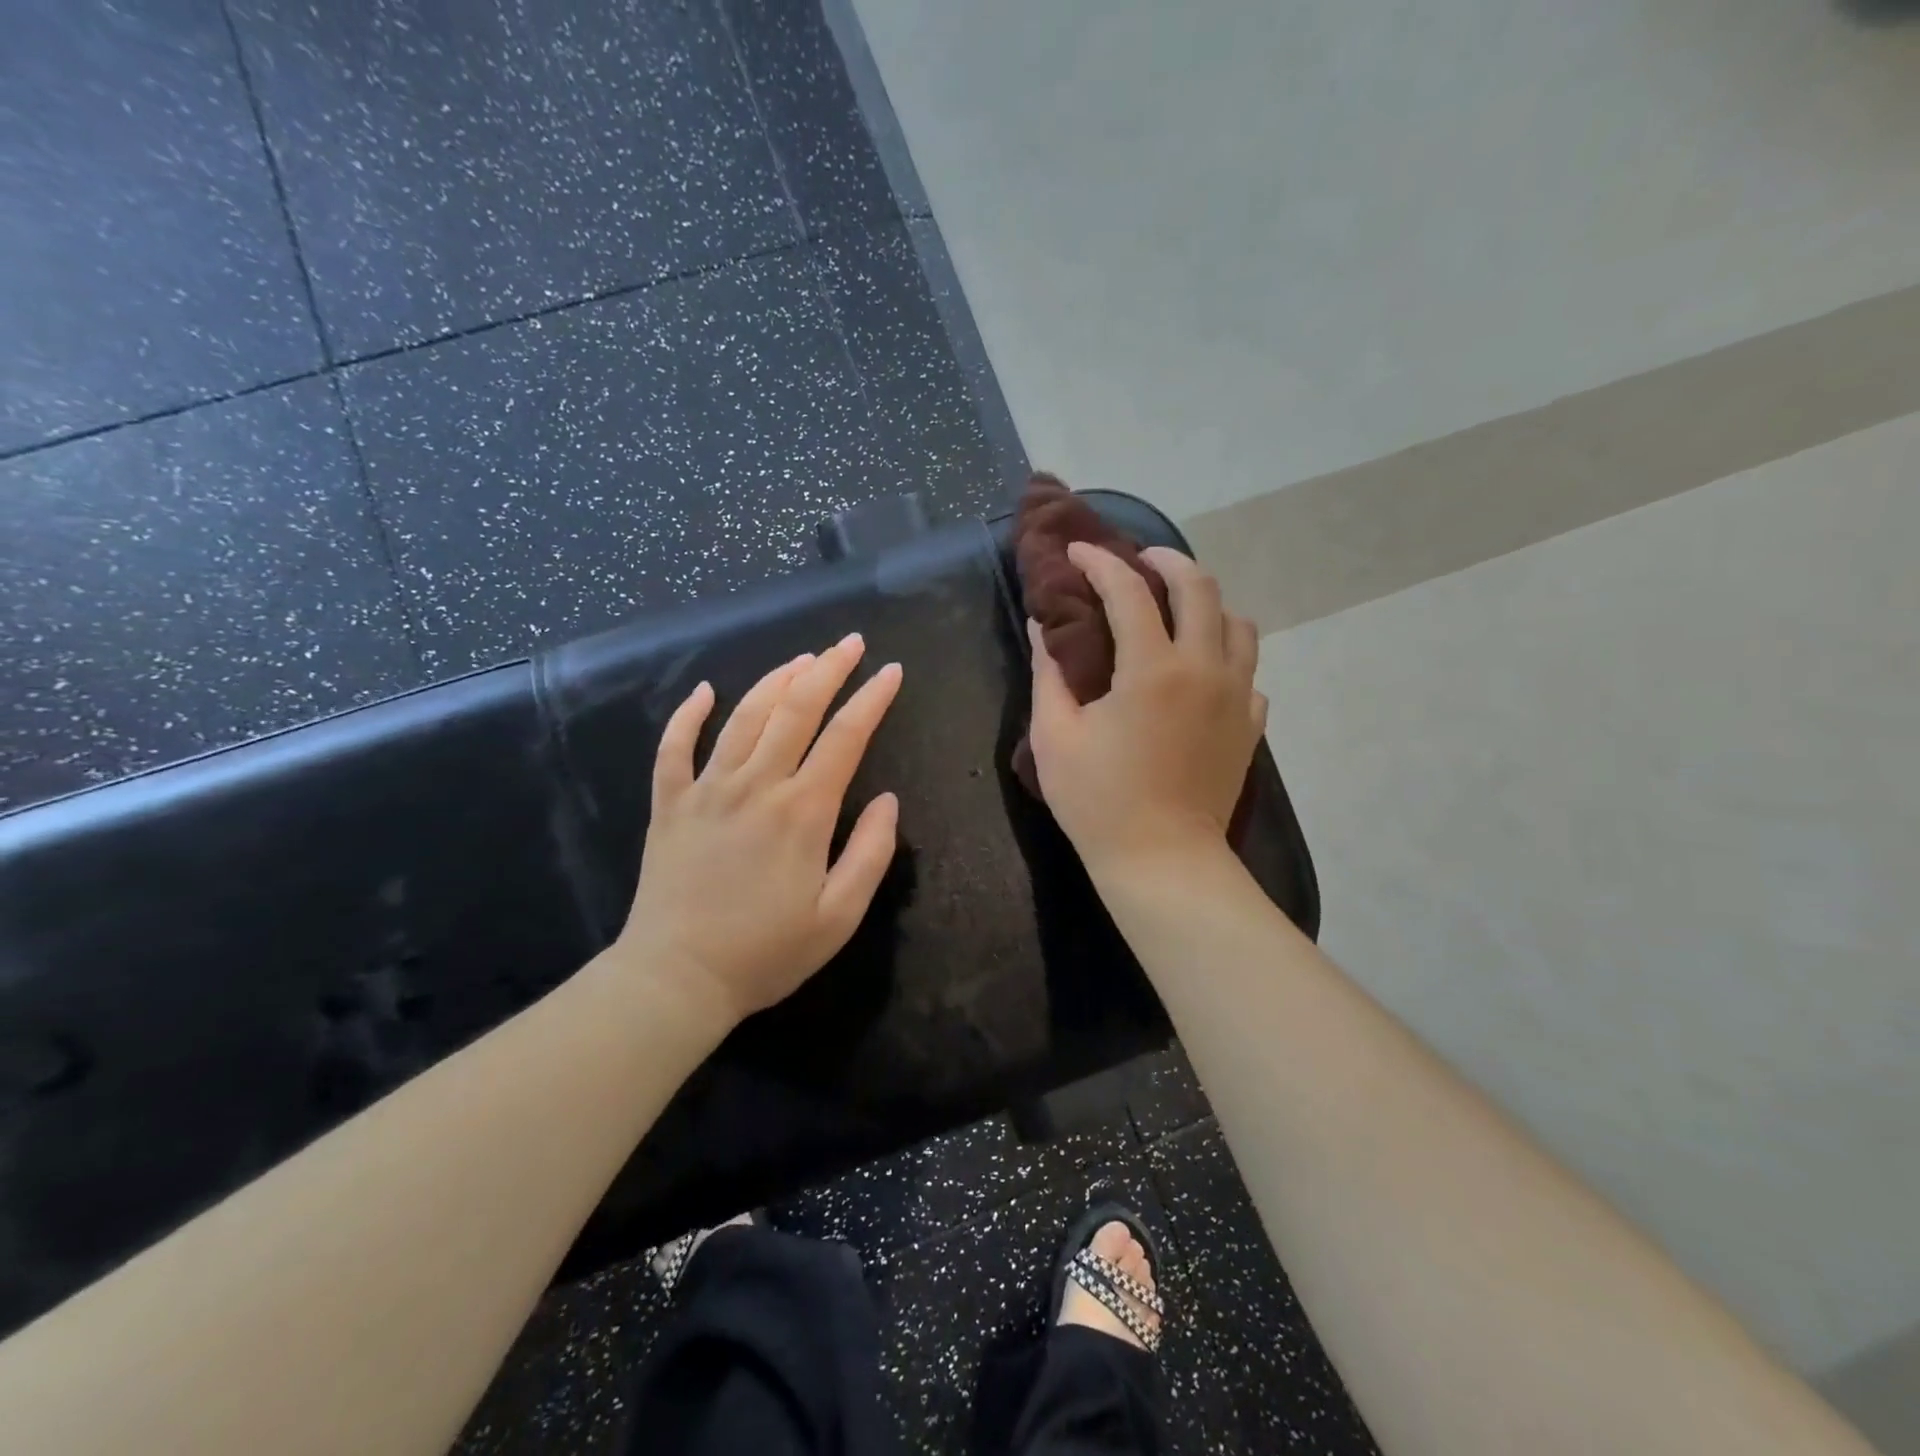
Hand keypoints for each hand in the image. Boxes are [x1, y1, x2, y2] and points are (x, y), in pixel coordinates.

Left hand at [615, 634, 902, 1025]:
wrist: (676, 979)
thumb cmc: (766, 952)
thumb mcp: (839, 917)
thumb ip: (871, 853)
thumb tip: (888, 800)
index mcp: (803, 811)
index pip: (845, 737)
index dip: (872, 699)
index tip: (891, 671)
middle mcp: (756, 786)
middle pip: (795, 710)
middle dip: (828, 669)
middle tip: (849, 643)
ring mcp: (707, 790)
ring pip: (744, 717)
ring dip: (775, 680)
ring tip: (801, 659)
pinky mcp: (670, 805)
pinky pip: (674, 748)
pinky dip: (688, 715)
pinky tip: (704, 691)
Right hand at [1027, 543, 1265, 875]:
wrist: (1163, 861)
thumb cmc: (1099, 801)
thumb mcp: (1055, 736)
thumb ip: (1049, 673)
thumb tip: (1042, 626)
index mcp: (1151, 669)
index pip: (1128, 591)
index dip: (1100, 563)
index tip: (1078, 551)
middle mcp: (1204, 669)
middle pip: (1201, 588)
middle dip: (1167, 561)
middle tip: (1139, 561)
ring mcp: (1236, 697)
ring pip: (1238, 624)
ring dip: (1206, 604)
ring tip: (1176, 611)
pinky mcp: (1250, 726)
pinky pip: (1247, 671)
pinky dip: (1223, 656)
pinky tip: (1199, 672)